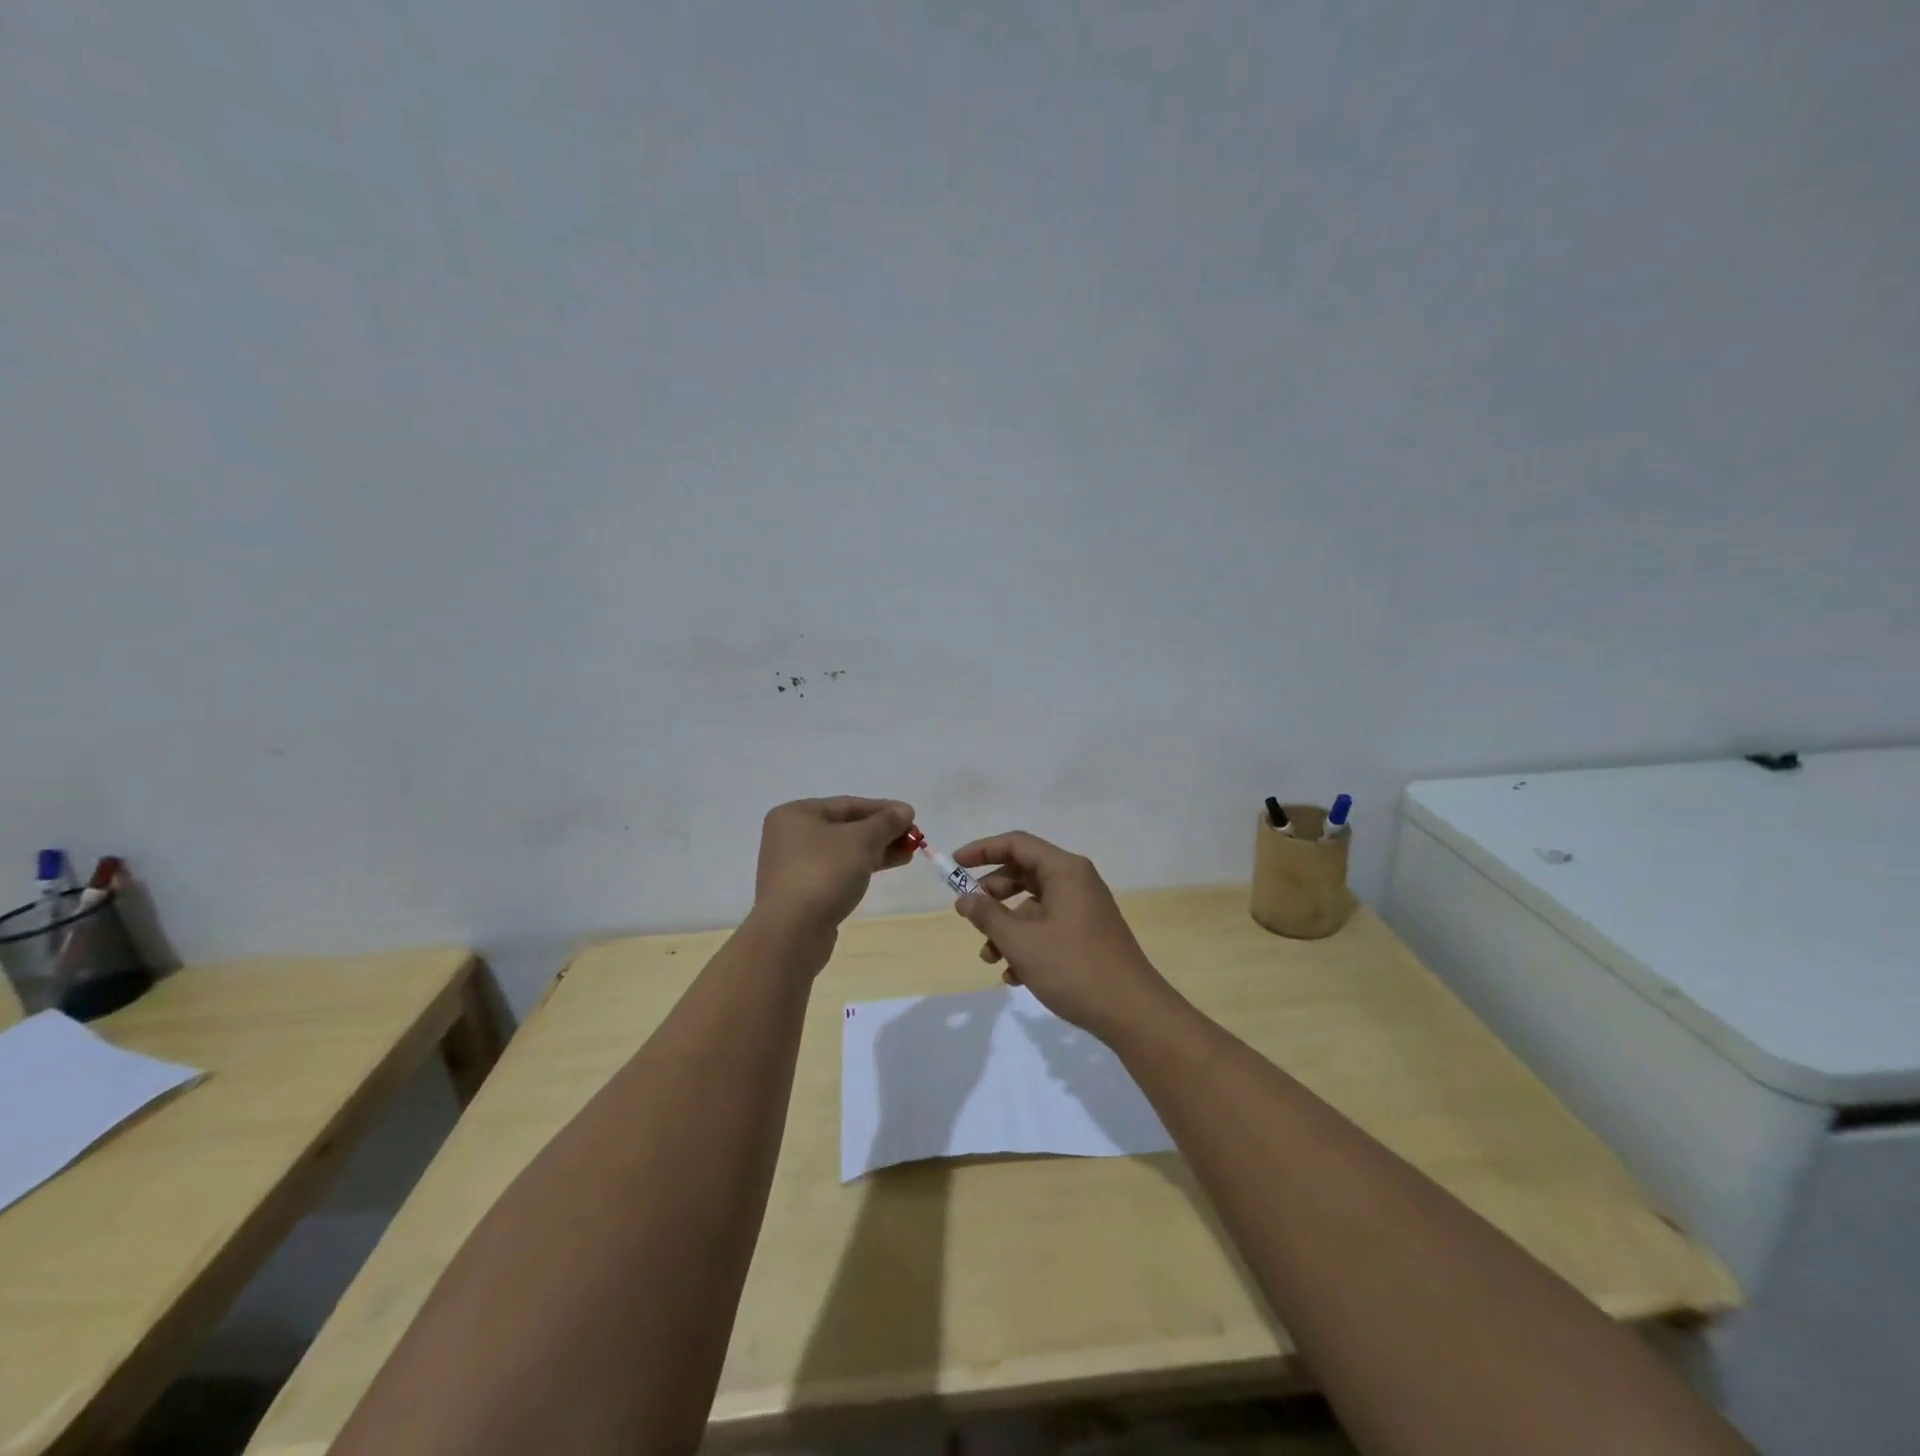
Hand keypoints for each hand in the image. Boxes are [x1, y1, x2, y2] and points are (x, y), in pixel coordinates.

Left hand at [753, 797, 915, 940]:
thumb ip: (885, 822)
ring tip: (908, 854)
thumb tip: (905, 810)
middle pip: (846, 827)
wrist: (792, 932)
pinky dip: (861, 867)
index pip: (848, 804)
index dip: (883, 809)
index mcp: (796, 814)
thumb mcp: (861, 841)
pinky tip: (884, 869)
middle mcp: (791, 836)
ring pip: (843, 851)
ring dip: (876, 850)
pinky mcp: (802, 892)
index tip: (912, 816)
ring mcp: (794, 866)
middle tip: (913, 838)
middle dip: (882, 832)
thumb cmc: (824, 873)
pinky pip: (837, 871)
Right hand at [949, 831, 1172, 1040]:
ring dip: (1005, 927)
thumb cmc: (1074, 968)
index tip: (954, 865)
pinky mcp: (1085, 935)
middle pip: (1023, 874)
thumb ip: (988, 916)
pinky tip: (1013, 975)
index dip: (982, 850)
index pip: (1017, 844)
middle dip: (992, 895)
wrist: (1132, 1013)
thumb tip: (964, 899)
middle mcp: (1075, 882)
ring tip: (990, 957)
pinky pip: (1046, 927)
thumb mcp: (1022, 941)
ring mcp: (1082, 909)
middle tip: (967, 914)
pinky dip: (1025, 944)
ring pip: (1032, 906)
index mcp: (1065, 871)